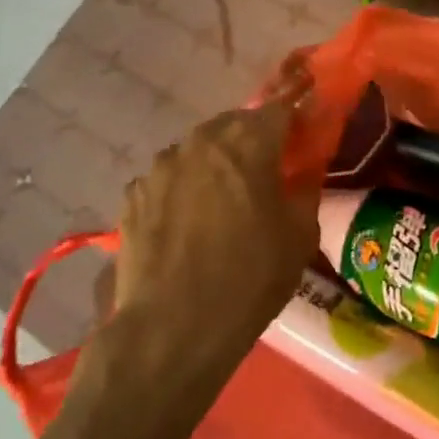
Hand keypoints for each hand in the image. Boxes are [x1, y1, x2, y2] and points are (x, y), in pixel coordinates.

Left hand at [114, 84, 320, 369]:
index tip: (303, 135)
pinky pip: (167, 179)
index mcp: (248, 142)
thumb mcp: (299, 237)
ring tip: (220, 203)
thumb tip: (304, 168)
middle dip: (252, 139)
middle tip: (265, 171)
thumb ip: (305, 189)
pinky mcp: (133, 194)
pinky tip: (185, 225)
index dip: (294, 119)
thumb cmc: (249, 279)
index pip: (279, 109)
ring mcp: (161, 165)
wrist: (171, 330)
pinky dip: (181, 190)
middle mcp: (201, 141)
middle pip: (234, 124)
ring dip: (213, 164)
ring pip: (197, 150)